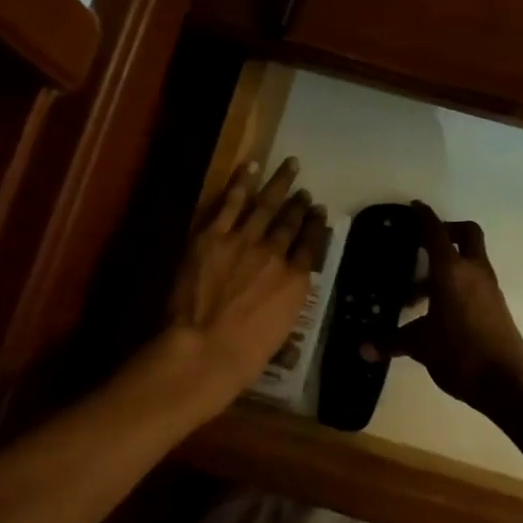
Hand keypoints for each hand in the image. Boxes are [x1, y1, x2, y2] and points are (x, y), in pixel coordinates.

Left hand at [163, 158, 326, 412]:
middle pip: (290, 222)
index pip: (310, 246)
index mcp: (295, 282)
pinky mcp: (212, 236)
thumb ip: (284, 308)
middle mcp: (275, 254)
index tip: (318, 212)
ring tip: (290, 166)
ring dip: (279, 184)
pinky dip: (242, 182)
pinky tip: (251, 166)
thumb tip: (285, 301)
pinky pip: (230, 202)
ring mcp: (244, 241)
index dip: (315, 226)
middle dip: (299, 204)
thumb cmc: (243, 356)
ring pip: (266, 205)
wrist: (204, 349)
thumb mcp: (279, 334)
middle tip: (304, 190)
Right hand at [365, 202, 522, 411]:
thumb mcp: (420, 346)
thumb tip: (363, 348)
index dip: (423, 217)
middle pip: (465, 234)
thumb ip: (392, 342)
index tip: (413, 207)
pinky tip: (437, 311)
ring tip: (416, 296)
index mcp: (451, 271)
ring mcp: (489, 287)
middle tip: (422, 244)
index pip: (435, 232)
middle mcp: (473, 271)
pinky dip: (457, 284)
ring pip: (469, 260)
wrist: (507, 381)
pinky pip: (474, 281)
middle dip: (446, 231)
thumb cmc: (460, 354)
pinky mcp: (496, 305)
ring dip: (447, 265)